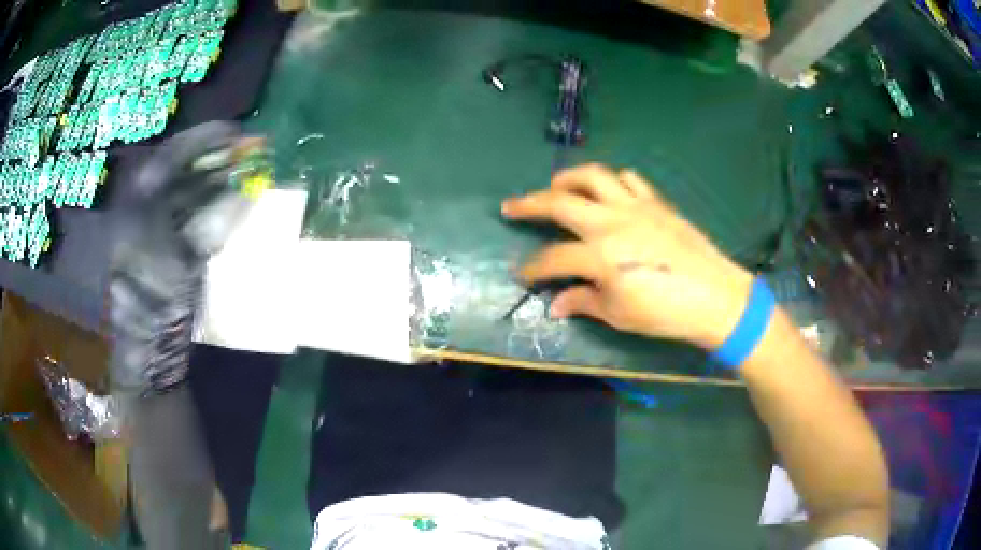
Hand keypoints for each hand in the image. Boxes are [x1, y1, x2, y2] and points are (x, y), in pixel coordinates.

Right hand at [501, 164, 754, 349]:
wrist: (715, 297)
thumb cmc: (665, 313)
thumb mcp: (619, 314)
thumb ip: (583, 302)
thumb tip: (555, 304)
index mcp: (600, 256)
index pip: (553, 258)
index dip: (532, 268)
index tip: (521, 274)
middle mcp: (612, 222)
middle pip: (560, 203)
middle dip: (529, 204)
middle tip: (510, 206)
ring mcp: (635, 206)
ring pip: (594, 177)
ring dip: (568, 178)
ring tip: (556, 187)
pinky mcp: (656, 202)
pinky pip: (629, 179)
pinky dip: (612, 181)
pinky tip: (608, 192)